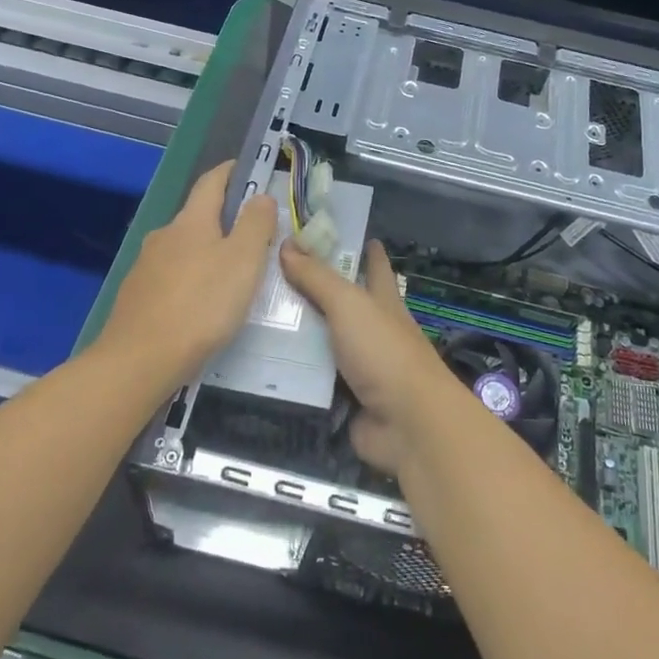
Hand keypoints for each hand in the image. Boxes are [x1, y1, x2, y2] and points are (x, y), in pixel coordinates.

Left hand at [99, 162, 275, 375]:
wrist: (139, 360)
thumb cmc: (201, 305)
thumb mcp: (243, 261)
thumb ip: (256, 224)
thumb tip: (261, 196)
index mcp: (191, 221)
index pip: (211, 182)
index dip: (230, 172)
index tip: (248, 170)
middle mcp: (164, 235)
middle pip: (197, 216)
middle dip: (223, 219)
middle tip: (252, 236)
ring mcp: (145, 266)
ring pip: (183, 249)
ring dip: (206, 253)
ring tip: (230, 276)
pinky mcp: (136, 297)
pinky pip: (171, 277)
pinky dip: (190, 280)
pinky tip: (201, 304)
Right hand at [279, 240, 460, 475]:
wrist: (407, 424)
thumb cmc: (384, 352)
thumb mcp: (349, 304)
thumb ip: (317, 277)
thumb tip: (287, 243)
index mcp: (383, 302)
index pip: (374, 267)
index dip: (364, 249)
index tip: (340, 234)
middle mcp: (372, 330)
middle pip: (340, 304)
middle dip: (312, 290)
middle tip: (269, 274)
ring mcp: (358, 366)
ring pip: (320, 342)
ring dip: (294, 333)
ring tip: (250, 315)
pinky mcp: (342, 398)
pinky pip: (310, 379)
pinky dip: (289, 372)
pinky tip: (256, 361)